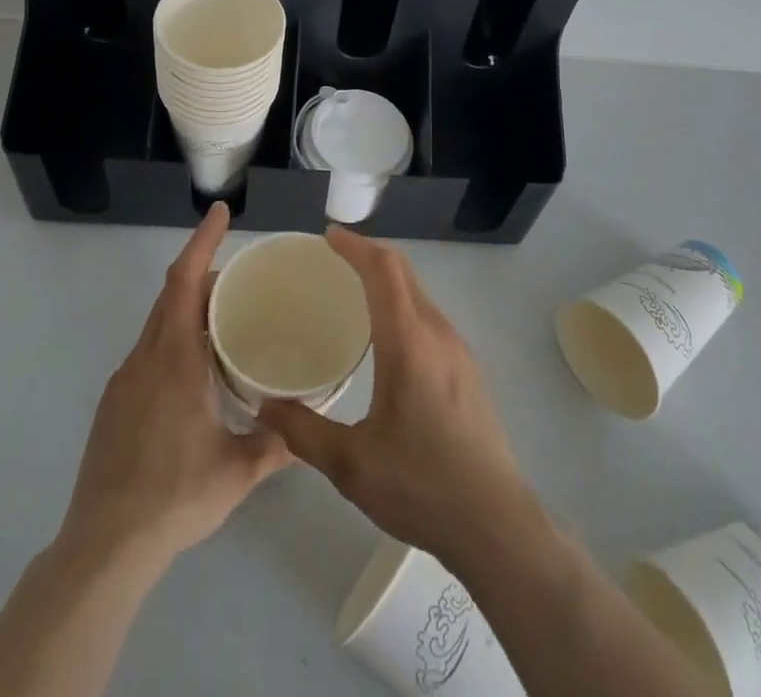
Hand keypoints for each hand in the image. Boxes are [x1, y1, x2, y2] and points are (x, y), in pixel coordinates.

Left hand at [60, 204, 290, 566]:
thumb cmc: (175, 496)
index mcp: (174, 359)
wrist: (103, 547)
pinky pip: (147, 353)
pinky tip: (193, 376)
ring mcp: (123, 381)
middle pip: (171, 295)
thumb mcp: (237, 471)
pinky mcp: (113, 405)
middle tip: (239, 280)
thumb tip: (308, 430)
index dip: (202, 241)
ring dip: (187, 311)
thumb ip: (277, 444)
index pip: (184, 281)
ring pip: (158, 325)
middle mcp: (145, 359)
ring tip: (223, 325)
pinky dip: (172, 341)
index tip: (219, 212)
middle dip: (202, 274)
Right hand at [257, 227, 541, 572]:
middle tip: (332, 260)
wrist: (496, 524)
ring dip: (387, 280)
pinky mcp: (467, 369)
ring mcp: (458, 350)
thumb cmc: (421, 486)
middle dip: (368, 255)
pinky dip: (402, 304)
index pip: (383, 270)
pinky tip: (384, 337)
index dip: (355, 246)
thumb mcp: (351, 464)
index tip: (327, 237)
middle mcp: (437, 333)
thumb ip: (303, 431)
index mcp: (409, 342)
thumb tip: (264, 405)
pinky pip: (429, 316)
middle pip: (403, 272)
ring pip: (419, 293)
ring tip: (352, 293)